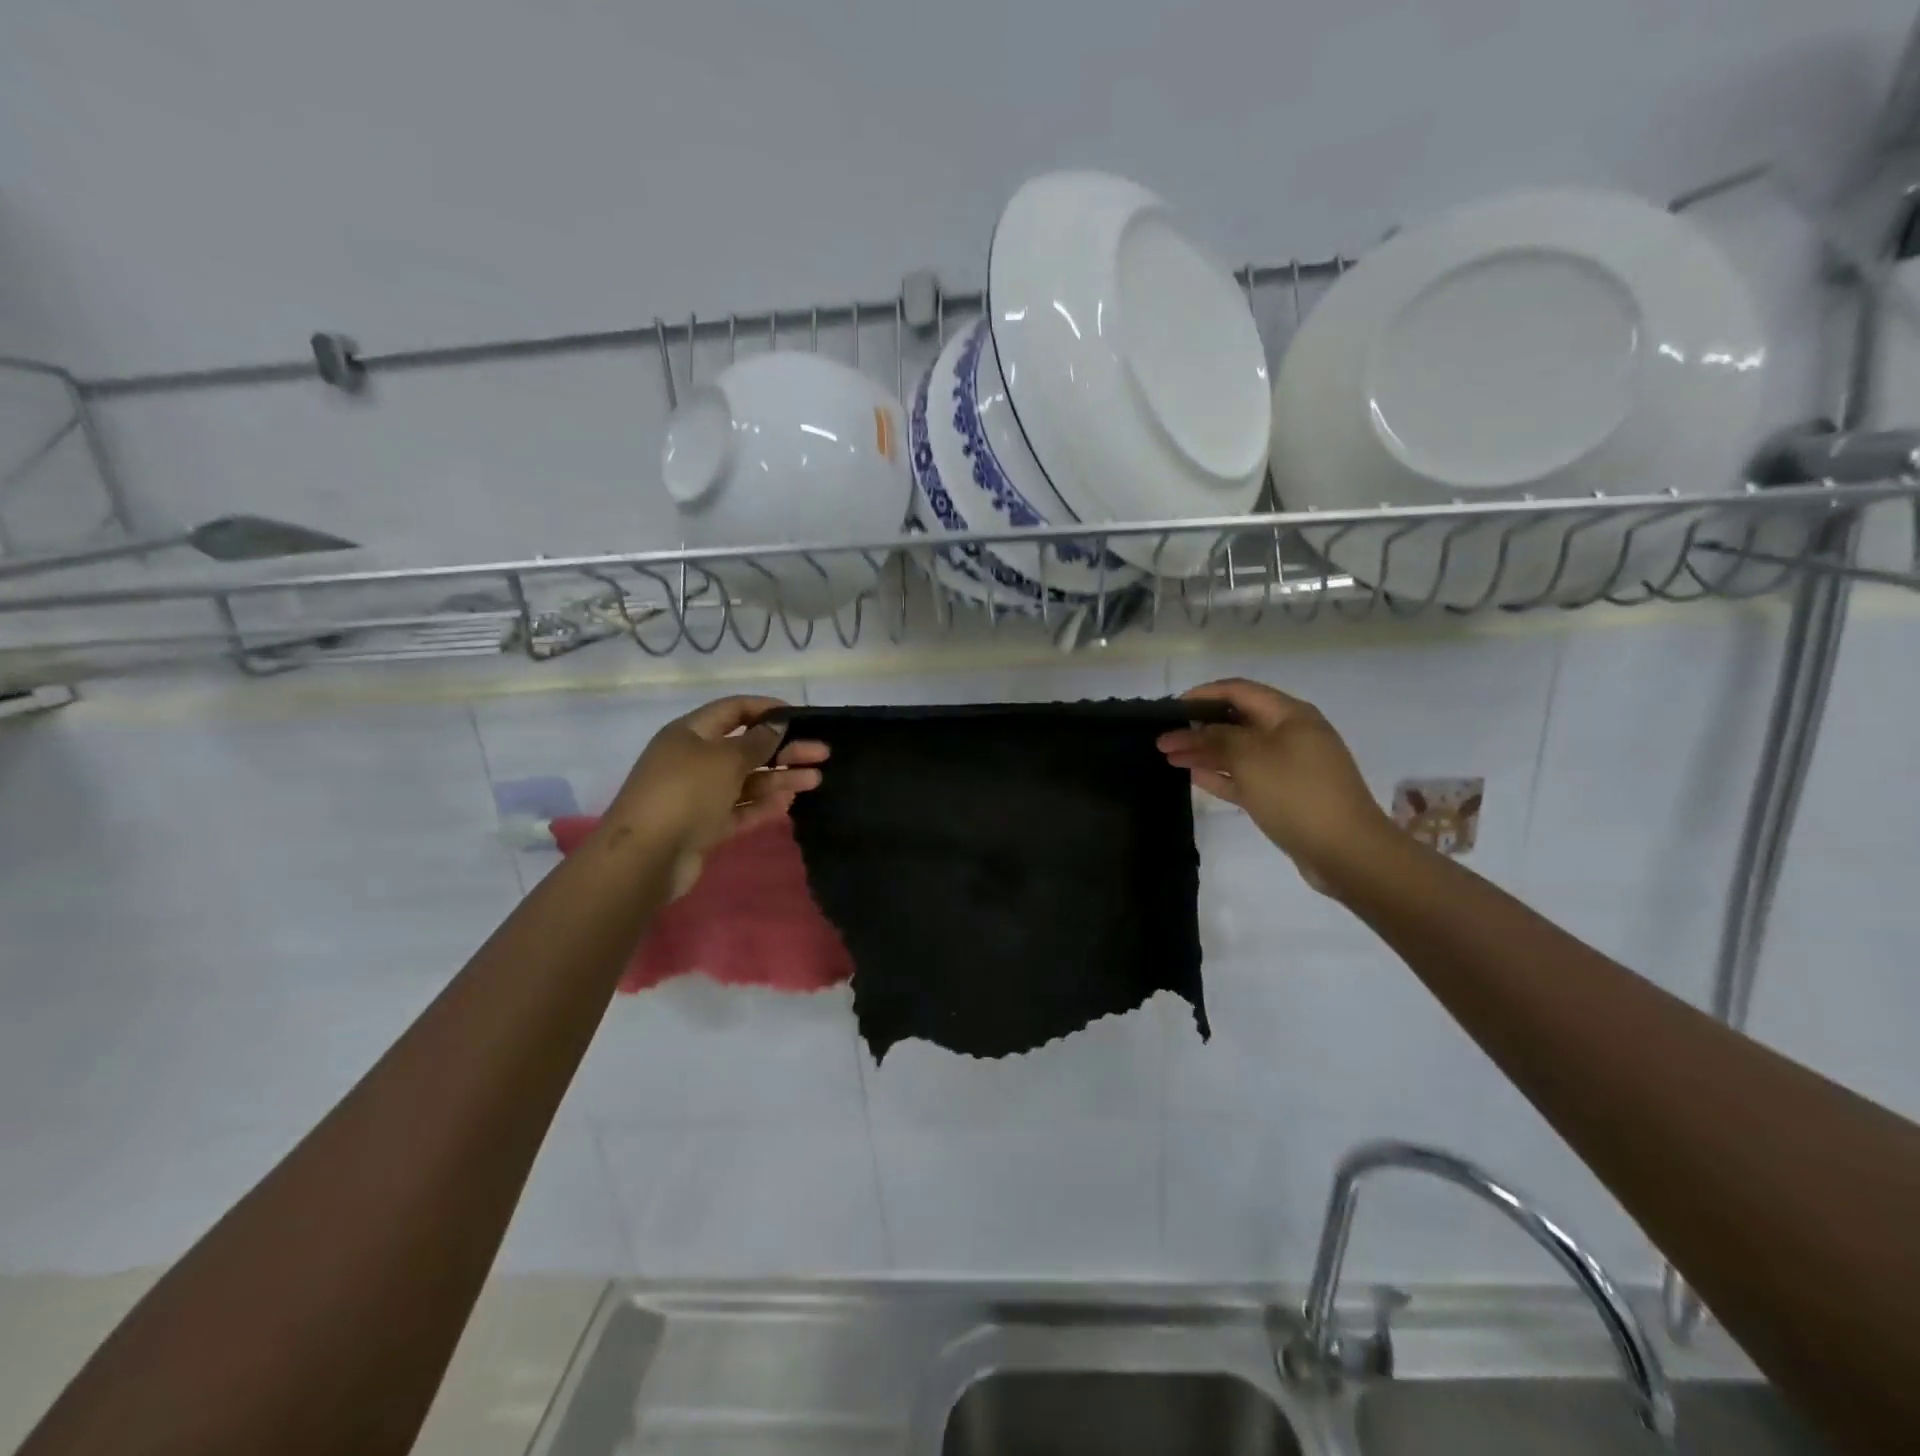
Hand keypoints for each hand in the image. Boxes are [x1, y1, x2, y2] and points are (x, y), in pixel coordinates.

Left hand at [606, 696, 826, 897]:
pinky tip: (789, 803)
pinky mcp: (704, 826)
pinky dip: (763, 805)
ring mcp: (698, 795)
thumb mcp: (725, 759)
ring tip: (816, 780)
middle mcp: (694, 760)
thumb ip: (756, 742)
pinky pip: (739, 810)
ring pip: (746, 781)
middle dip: (784, 749)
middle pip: (746, 748)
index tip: (798, 716)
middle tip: (821, 753)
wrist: (645, 856)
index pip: (732, 710)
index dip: (765, 709)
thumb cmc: (686, 792)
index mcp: (690, 733)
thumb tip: (776, 725)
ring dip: (780, 779)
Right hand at [1158, 678, 1390, 890]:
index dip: (1203, 695)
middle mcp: (1290, 734)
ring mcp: (1289, 766)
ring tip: (1169, 758)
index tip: (1170, 709)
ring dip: (1205, 752)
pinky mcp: (1285, 795)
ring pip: (1238, 751)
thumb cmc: (1296, 792)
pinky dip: (1221, 774)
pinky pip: (1246, 777)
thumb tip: (1191, 730)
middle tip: (1163, 740)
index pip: (1239, 691)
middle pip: (1236, 721)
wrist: (1346, 851)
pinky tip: (1194, 776)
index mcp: (1289, 714)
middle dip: (1199, 728)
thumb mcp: (1250, 757)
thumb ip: (1215, 738)